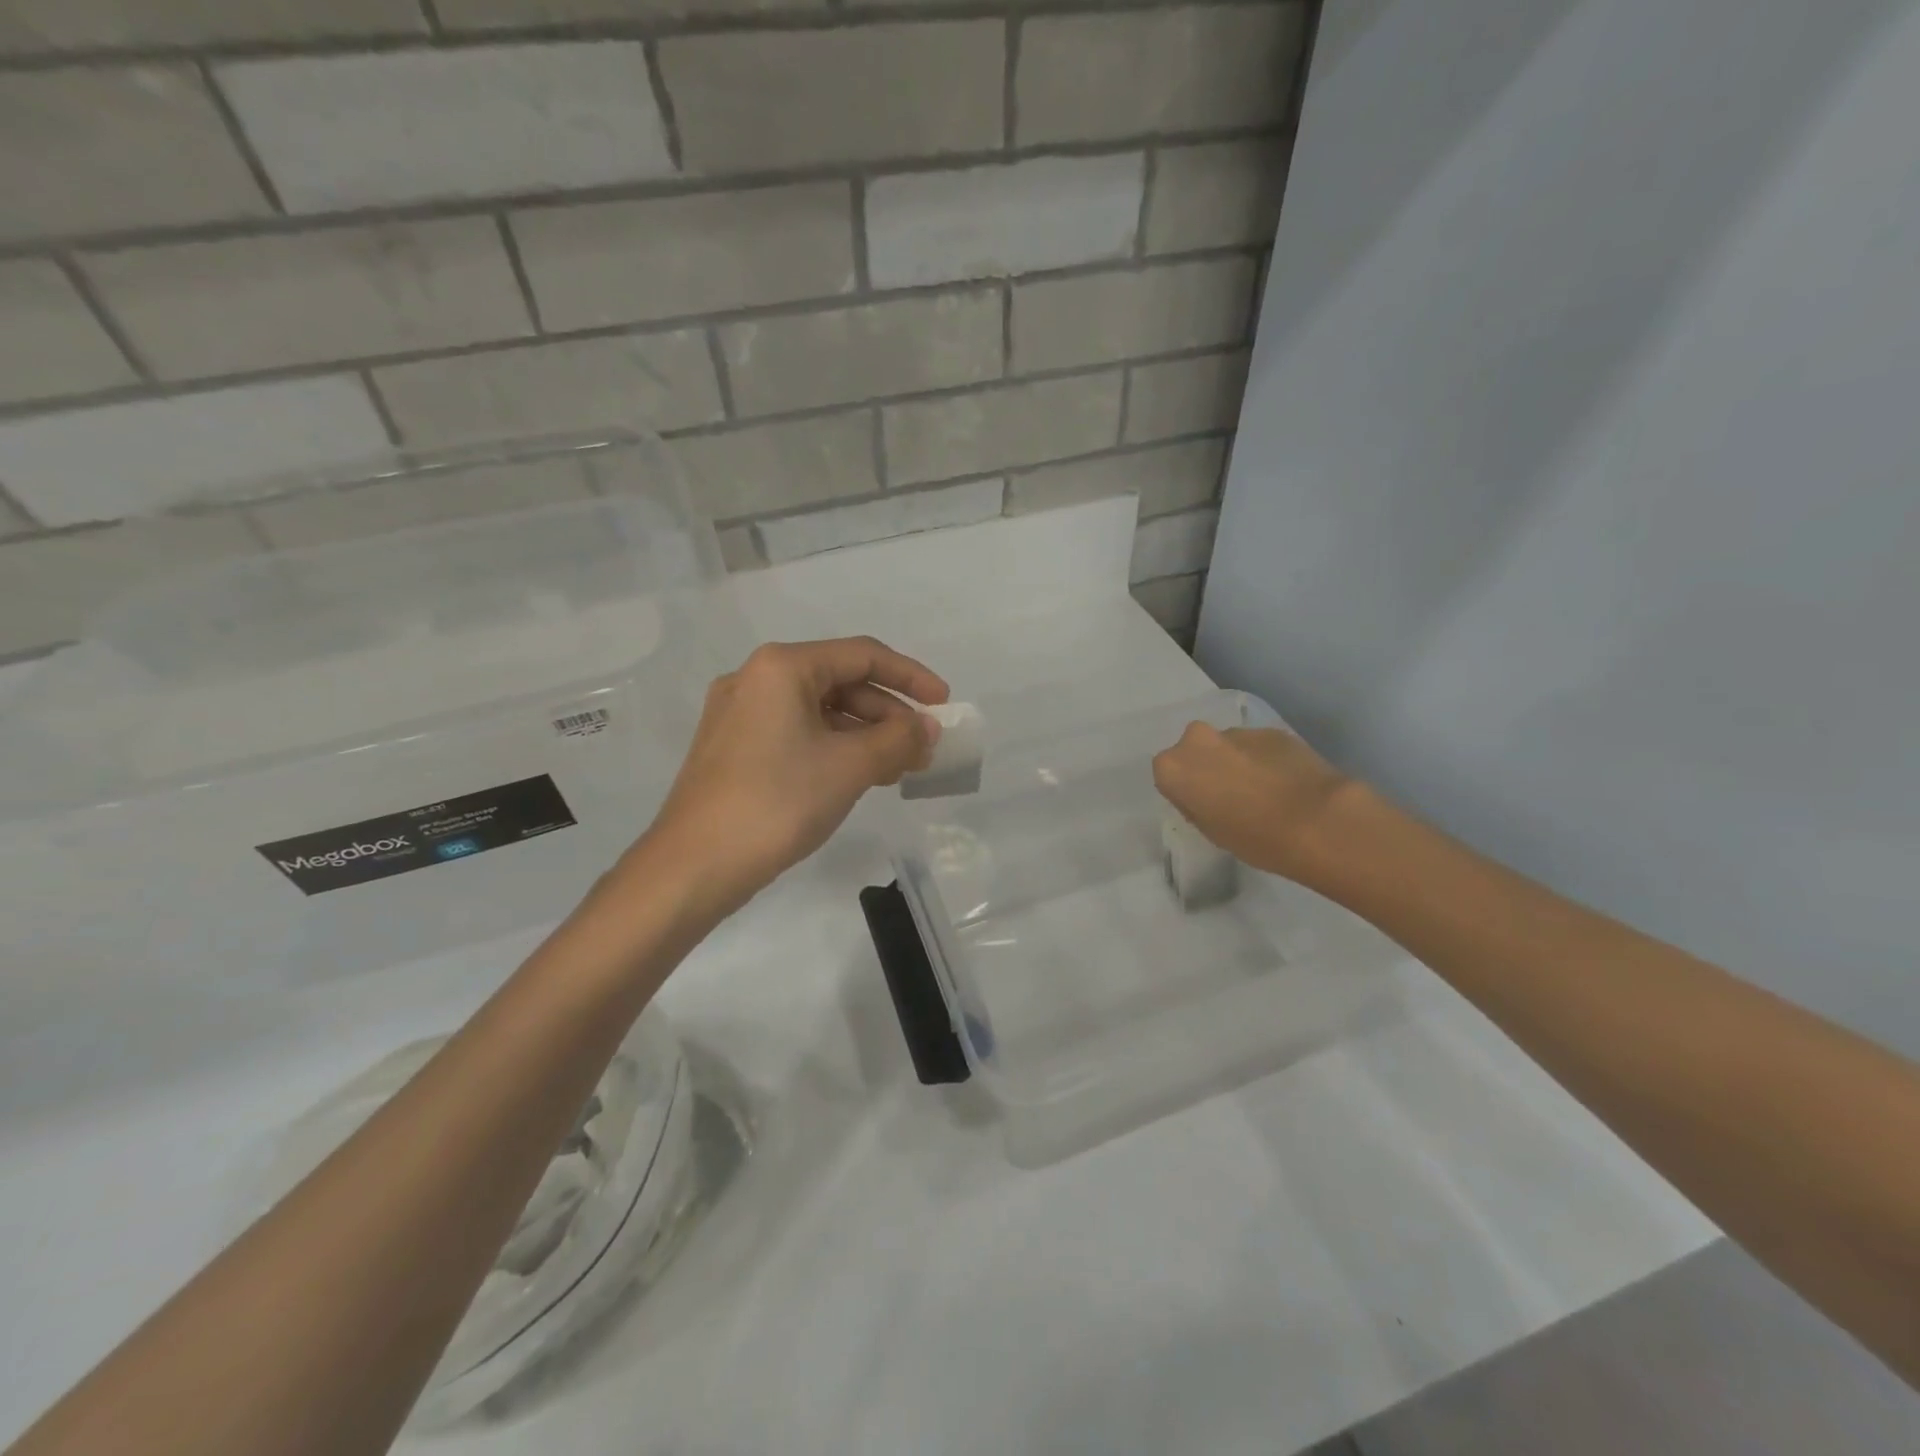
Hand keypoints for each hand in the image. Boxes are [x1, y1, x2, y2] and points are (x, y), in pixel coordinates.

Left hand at [631, 638, 947, 920]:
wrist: (693, 866)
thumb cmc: (777, 802)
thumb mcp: (849, 767)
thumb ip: (898, 739)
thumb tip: (928, 727)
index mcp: (782, 667)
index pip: (862, 655)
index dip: (911, 676)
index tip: (944, 704)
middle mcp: (756, 679)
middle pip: (840, 681)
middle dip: (887, 713)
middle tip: (922, 748)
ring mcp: (739, 714)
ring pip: (818, 711)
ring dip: (864, 734)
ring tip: (898, 769)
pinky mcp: (733, 747)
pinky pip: (797, 733)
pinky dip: (833, 748)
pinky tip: (858, 776)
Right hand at [1152, 723, 1358, 882]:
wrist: (1317, 822)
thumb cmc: (1253, 837)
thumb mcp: (1210, 831)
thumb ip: (1196, 804)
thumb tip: (1203, 793)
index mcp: (1173, 766)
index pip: (1168, 775)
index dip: (1186, 791)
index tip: (1204, 807)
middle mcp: (1198, 739)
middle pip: (1195, 751)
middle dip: (1209, 767)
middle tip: (1230, 796)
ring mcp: (1238, 732)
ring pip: (1228, 746)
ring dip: (1238, 762)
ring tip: (1264, 792)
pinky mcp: (1273, 730)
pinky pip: (1258, 746)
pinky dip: (1265, 760)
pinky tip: (1286, 784)